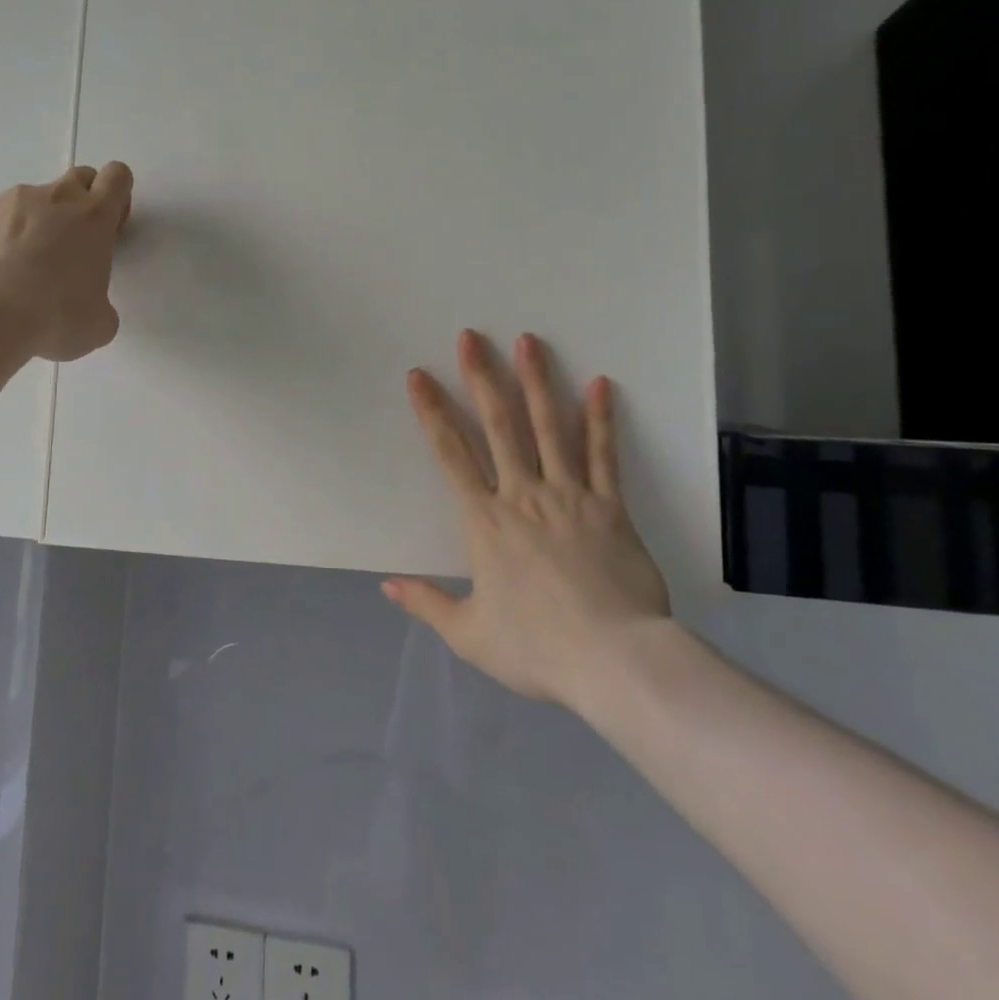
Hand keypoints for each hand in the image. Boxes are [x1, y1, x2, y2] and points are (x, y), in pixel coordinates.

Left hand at [0, 162, 133, 361]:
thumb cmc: (58, 315)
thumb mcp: (100, 321)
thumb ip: (102, 301)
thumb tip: (89, 308)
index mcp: (96, 217)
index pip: (117, 176)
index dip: (117, 197)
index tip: (110, 226)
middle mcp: (58, 197)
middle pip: (80, 176)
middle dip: (82, 201)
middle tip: (73, 243)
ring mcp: (15, 199)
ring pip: (36, 198)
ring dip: (38, 221)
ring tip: (23, 266)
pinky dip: (2, 233)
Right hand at [385, 331, 671, 713]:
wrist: (614, 662)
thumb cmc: (537, 648)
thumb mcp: (469, 635)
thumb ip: (426, 603)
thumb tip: (385, 585)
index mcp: (484, 521)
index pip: (450, 454)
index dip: (432, 412)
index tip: (419, 376)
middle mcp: (522, 494)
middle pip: (498, 425)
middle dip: (482, 377)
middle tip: (471, 337)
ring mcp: (569, 495)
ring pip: (550, 427)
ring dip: (537, 381)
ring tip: (529, 342)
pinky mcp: (609, 506)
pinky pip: (603, 455)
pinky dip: (601, 418)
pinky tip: (600, 384)